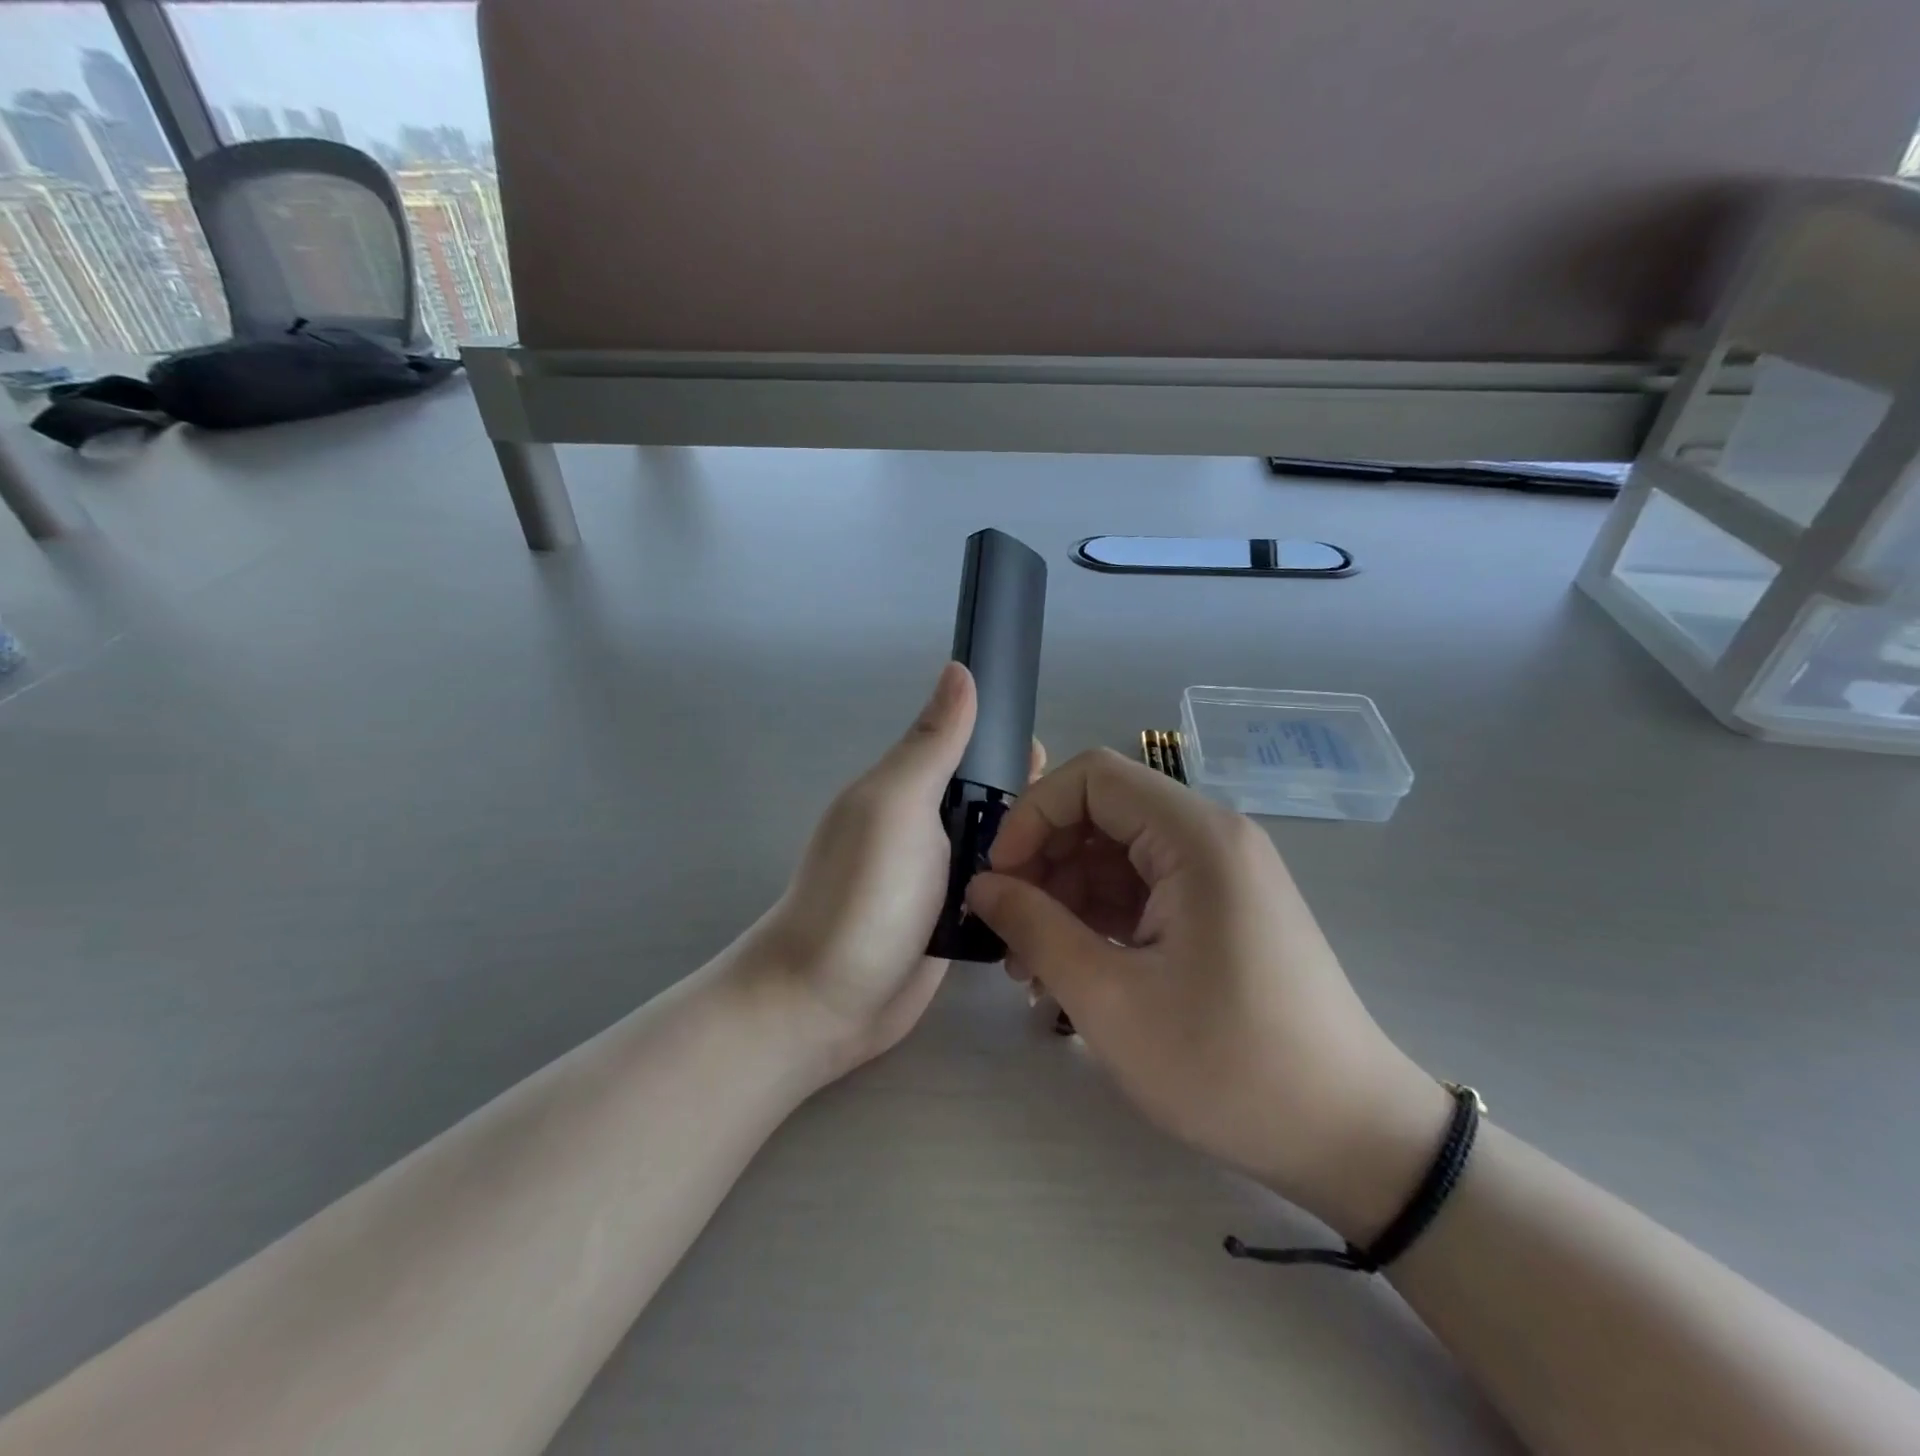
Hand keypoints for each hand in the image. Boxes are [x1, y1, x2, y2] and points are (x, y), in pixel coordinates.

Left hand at [743, 663, 1042, 1082]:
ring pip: (1003, 845)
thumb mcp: (898, 805)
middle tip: (1081, 822)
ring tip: (1090, 857)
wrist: (827, 1001)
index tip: (1057, 759)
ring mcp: (943, 877)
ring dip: (1036, 846)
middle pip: (993, 797)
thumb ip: (932, 744)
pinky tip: (1068, 892)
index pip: (971, 745)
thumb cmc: (864, 893)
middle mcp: (928, 825)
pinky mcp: (956, 921)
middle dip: (1035, 801)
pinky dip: (1026, 887)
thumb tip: (960, 669)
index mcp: (911, 787)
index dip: (1011, 743)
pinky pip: (1000, 890)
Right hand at [966, 749, 1451, 1242]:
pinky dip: (1098, 919)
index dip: (1032, 815)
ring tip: (1031, 969)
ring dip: (1065, 898)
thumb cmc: (1227, 1065)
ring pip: (1116, 856)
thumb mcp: (1110, 1000)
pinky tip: (1070, 973)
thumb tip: (981, 886)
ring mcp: (1219, 875)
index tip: (999, 879)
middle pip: (1102, 814)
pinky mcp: (1220, 910)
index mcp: (1195, 837)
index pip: (1091, 778)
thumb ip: (1035, 928)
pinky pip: (1143, 891)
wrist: (1349, 1135)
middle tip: (1008, 930)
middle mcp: (1211, 838)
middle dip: (1043, 863)